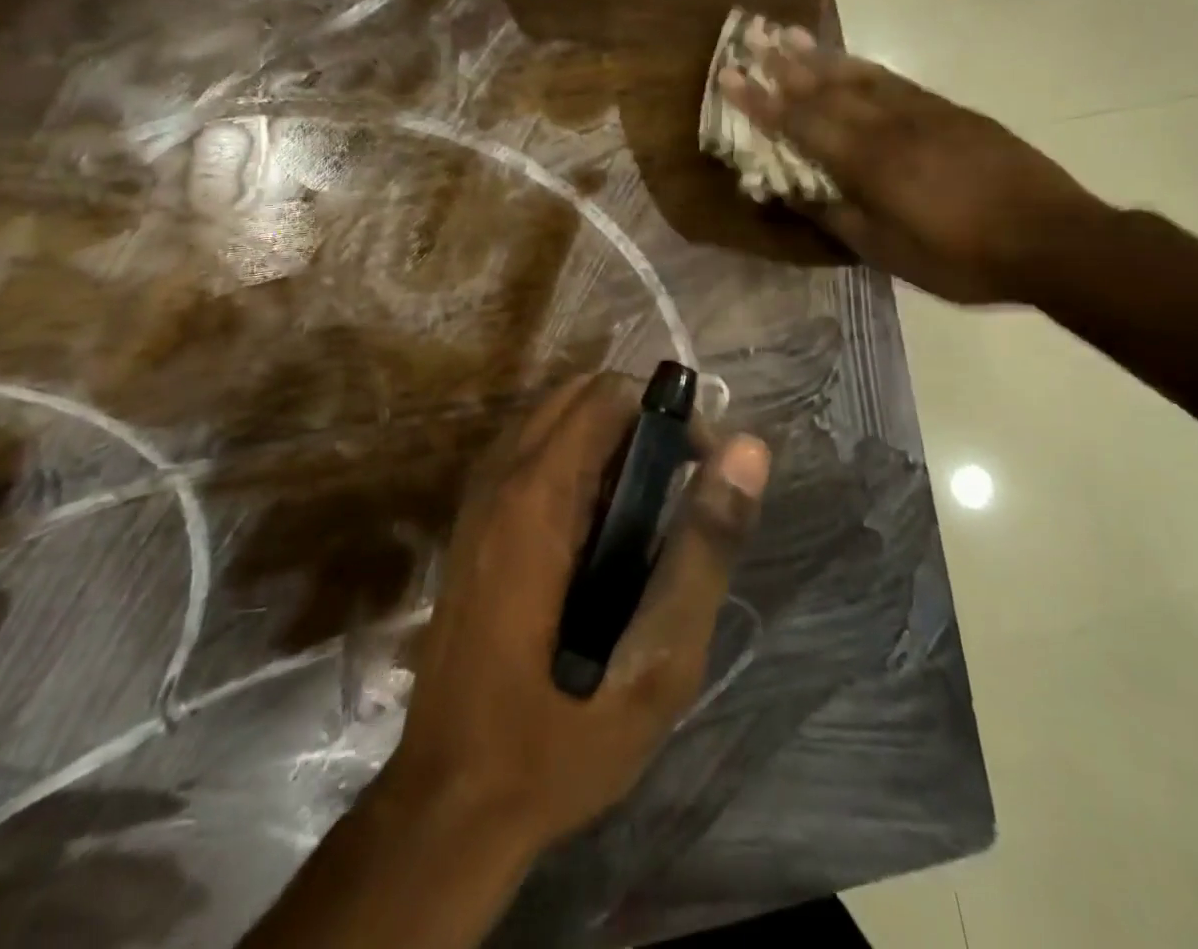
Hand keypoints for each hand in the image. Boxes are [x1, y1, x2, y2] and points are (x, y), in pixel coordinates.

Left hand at [385, 373, 770, 850]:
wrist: (450, 802)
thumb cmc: (561, 736)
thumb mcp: (658, 660)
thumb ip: (704, 548)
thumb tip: (746, 450)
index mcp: (538, 495)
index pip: (607, 395)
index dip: (668, 416)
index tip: (704, 472)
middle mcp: (499, 478)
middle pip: (577, 395)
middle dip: (639, 421)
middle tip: (679, 493)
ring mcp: (476, 499)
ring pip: (551, 420)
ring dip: (607, 441)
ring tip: (647, 515)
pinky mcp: (471, 525)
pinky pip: (529, 455)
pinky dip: (574, 462)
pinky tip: (599, 533)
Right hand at [718, 31, 1107, 303]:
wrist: (1052, 238)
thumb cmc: (960, 256)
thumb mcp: (888, 252)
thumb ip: (838, 217)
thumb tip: (795, 193)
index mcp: (868, 163)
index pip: (802, 124)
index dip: (762, 102)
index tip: (730, 77)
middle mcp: (889, 127)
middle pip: (828, 89)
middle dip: (785, 66)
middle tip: (753, 39)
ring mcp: (924, 113)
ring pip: (862, 77)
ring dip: (823, 57)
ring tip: (792, 36)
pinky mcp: (952, 112)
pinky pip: (897, 81)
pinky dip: (866, 68)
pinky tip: (854, 63)